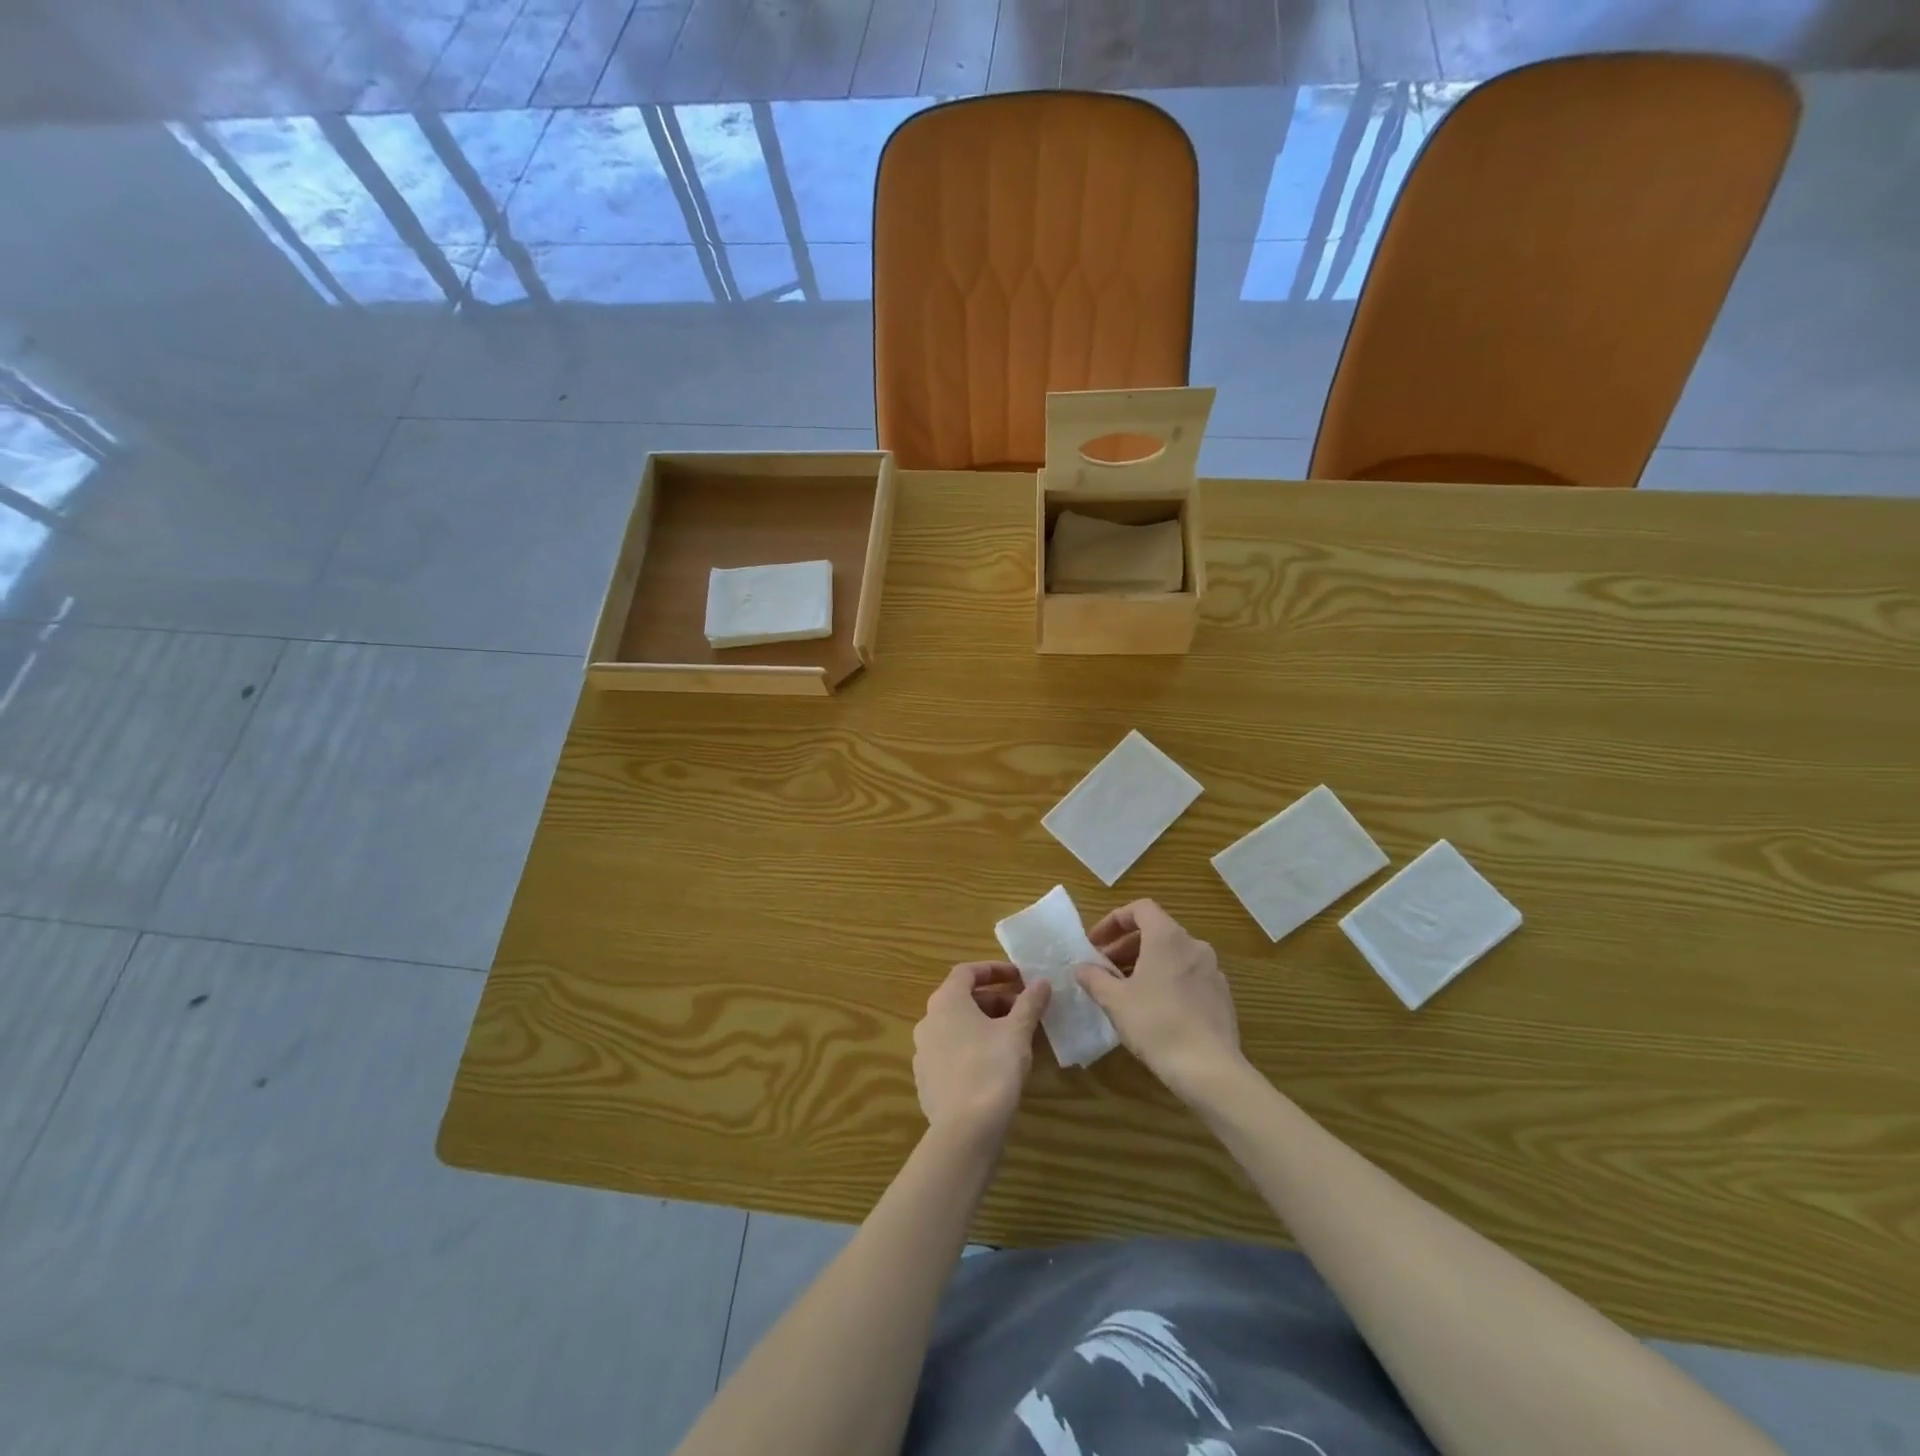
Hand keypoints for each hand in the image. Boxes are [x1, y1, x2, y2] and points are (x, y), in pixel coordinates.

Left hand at [913, 963, 1050, 1139]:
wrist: (965, 1130)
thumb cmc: (992, 1068)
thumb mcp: (1018, 1032)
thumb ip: (1030, 1003)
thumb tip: (1042, 982)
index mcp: (946, 1002)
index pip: (966, 971)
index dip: (994, 970)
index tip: (1020, 977)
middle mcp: (928, 1021)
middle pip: (962, 1000)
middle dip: (995, 1001)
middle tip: (1024, 1010)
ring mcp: (923, 1053)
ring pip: (957, 1028)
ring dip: (985, 1025)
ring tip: (1015, 1038)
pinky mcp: (927, 1081)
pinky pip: (952, 1054)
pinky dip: (973, 1049)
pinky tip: (995, 1066)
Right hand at [1078, 901, 1242, 1103]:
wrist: (1209, 1069)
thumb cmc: (1156, 1024)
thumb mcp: (1115, 1001)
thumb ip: (1094, 978)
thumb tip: (1081, 968)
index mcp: (1168, 937)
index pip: (1140, 909)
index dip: (1114, 921)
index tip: (1096, 944)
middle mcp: (1194, 945)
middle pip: (1156, 931)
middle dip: (1126, 945)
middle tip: (1104, 969)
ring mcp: (1212, 970)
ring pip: (1173, 954)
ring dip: (1146, 963)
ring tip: (1126, 990)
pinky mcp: (1222, 996)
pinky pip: (1188, 975)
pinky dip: (1167, 980)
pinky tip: (1154, 1009)